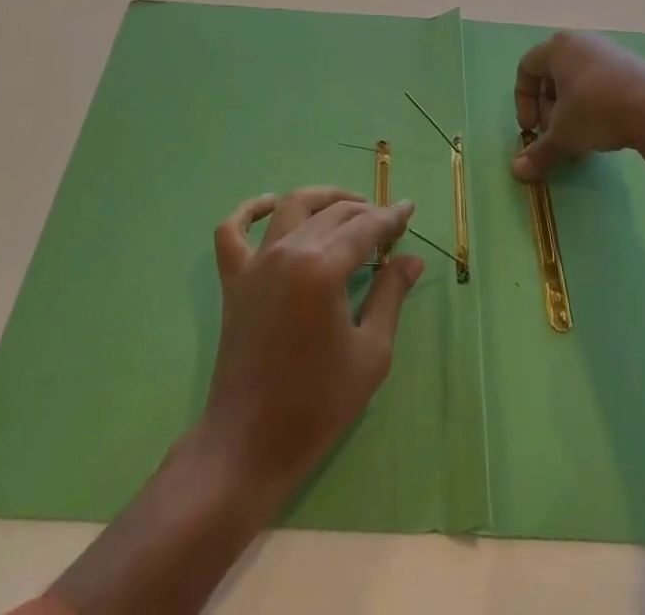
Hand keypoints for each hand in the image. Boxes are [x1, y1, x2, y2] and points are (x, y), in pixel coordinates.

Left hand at [198, 187, 424, 501]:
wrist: (249, 444)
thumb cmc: (318, 404)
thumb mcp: (371, 352)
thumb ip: (391, 295)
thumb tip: (412, 259)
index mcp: (322, 267)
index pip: (364, 227)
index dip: (391, 217)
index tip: (409, 209)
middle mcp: (288, 251)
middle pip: (333, 213)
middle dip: (365, 211)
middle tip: (388, 223)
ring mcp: (256, 262)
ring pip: (291, 207)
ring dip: (322, 199)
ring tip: (348, 206)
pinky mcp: (234, 280)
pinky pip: (232, 230)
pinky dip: (250, 210)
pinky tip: (271, 205)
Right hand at [512, 32, 644, 180]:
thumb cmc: (596, 111)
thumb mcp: (563, 135)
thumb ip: (539, 152)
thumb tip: (518, 172)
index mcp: (557, 47)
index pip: (526, 68)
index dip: (523, 101)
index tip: (531, 129)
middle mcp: (582, 41)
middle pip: (552, 73)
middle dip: (548, 107)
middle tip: (555, 134)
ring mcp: (610, 50)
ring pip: (578, 79)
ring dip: (571, 108)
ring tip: (580, 136)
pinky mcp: (633, 64)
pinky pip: (602, 81)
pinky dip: (595, 103)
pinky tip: (605, 128)